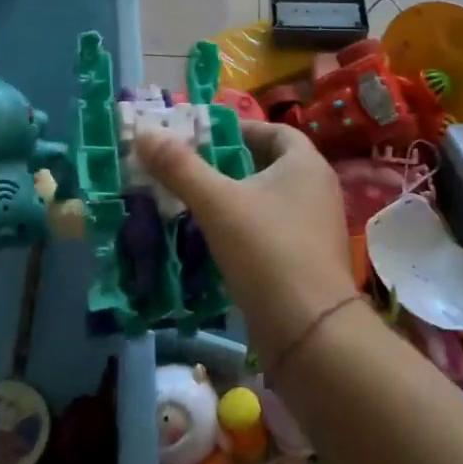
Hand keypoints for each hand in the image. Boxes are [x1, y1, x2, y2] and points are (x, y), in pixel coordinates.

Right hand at [134, 119, 356, 362]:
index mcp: (305, 165)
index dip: (239, 129)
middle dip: (230, 165)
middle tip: (190, 168)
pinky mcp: (308, 261)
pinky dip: (244, 229)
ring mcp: (316, 228)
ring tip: (194, 202)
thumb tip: (145, 132)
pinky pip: (271, 231)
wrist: (310, 334)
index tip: (204, 136)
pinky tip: (214, 241)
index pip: (274, 131)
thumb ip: (180, 167)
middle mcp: (317, 190)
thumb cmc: (267, 252)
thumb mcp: (217, 204)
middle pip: (269, 165)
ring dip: (234, 199)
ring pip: (268, 201)